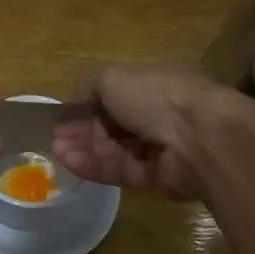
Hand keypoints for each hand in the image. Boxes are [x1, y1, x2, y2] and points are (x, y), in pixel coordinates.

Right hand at [52, 65, 253, 199]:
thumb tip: (76, 101)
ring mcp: (161, 148)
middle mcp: (160, 114)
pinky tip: (71, 162)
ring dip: (85, 149)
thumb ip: (89, 85)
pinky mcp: (158, 177)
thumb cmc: (156, 96)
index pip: (116, 95)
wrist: (199, 138)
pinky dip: (96, 167)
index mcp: (155, 84)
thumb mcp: (113, 76)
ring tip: (56, 151)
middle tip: (54, 137)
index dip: (88, 104)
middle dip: (83, 130)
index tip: (63, 115)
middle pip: (114, 125)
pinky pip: (122, 171)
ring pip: (115, 149)